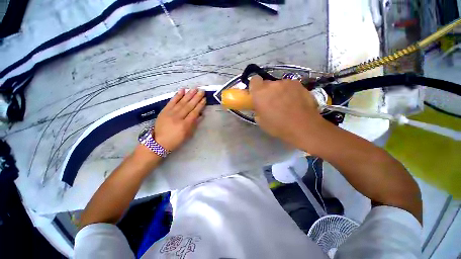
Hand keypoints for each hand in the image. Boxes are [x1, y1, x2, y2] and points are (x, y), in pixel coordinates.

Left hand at [154, 88, 205, 151]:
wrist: (158, 142)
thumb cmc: (176, 140)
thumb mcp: (187, 135)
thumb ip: (194, 124)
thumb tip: (201, 115)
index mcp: (185, 125)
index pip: (194, 112)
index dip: (200, 105)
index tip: (204, 99)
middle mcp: (178, 117)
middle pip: (189, 106)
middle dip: (196, 97)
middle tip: (202, 90)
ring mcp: (170, 113)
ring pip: (181, 102)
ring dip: (189, 95)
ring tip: (195, 88)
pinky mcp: (164, 110)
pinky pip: (171, 102)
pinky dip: (177, 95)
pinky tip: (182, 90)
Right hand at [249, 76, 321, 145]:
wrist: (303, 126)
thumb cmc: (278, 126)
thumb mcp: (261, 122)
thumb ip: (258, 110)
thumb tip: (260, 107)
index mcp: (260, 93)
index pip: (254, 80)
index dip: (255, 87)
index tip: (257, 95)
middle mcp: (272, 84)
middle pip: (267, 83)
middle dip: (267, 91)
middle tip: (272, 102)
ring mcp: (287, 83)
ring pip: (279, 85)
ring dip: (279, 91)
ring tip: (286, 103)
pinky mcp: (299, 84)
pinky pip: (290, 86)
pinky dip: (290, 92)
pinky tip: (295, 102)